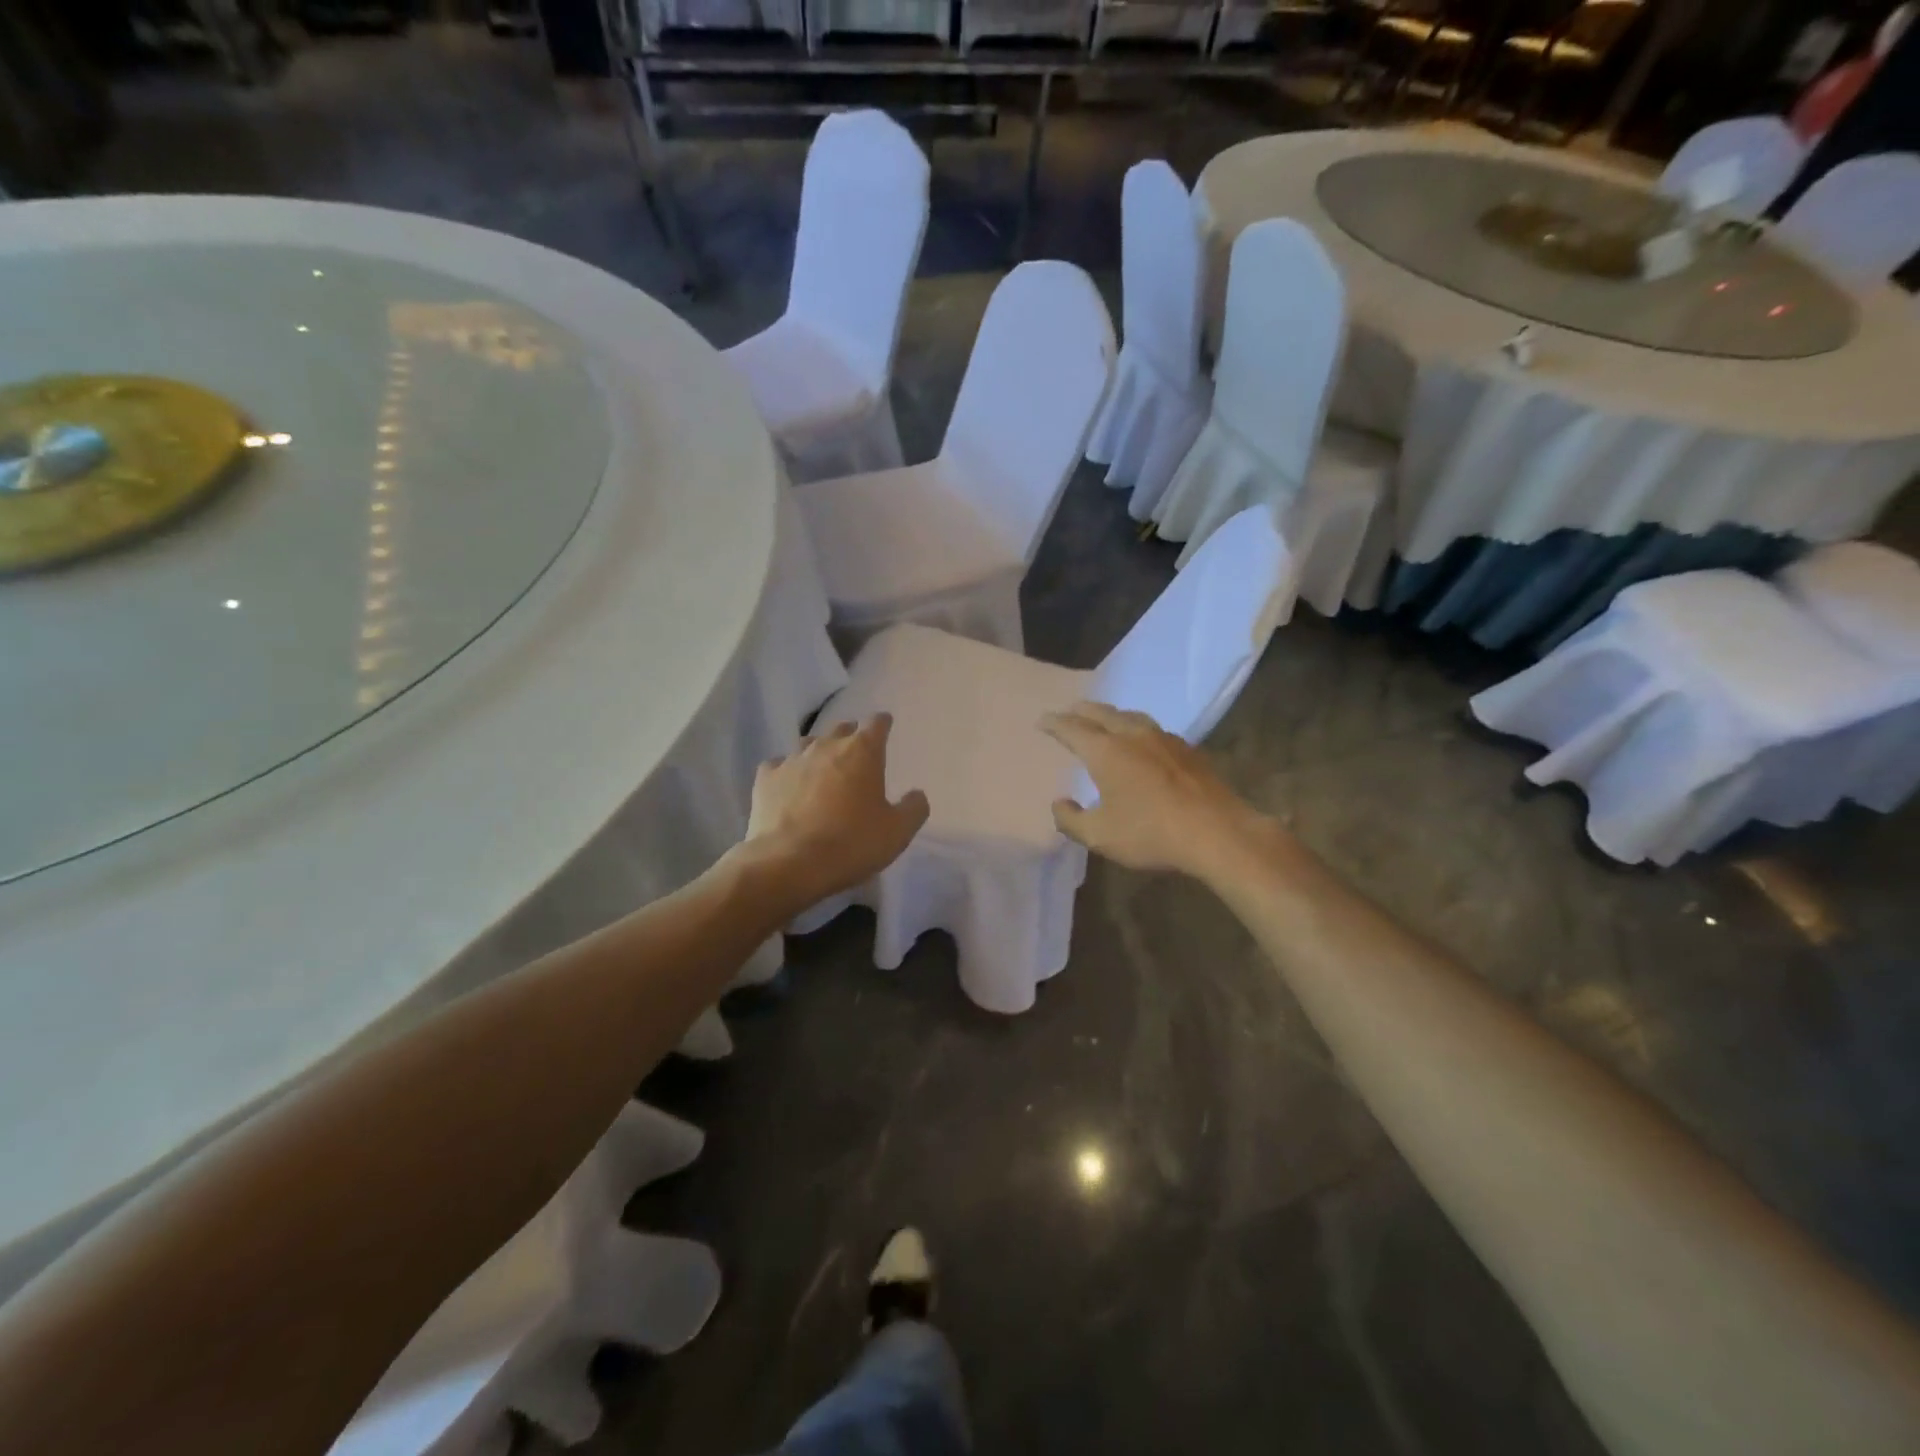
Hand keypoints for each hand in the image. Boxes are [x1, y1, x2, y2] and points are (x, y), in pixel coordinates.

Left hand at [744, 715, 929, 912]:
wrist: (789, 862)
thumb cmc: (851, 843)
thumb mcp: (898, 832)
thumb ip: (913, 808)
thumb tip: (916, 795)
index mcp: (863, 751)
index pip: (877, 723)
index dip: (882, 725)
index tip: (885, 728)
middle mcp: (827, 745)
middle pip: (842, 729)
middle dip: (851, 738)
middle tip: (857, 758)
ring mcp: (792, 759)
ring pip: (809, 744)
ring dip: (819, 753)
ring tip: (823, 772)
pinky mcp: (766, 777)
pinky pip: (780, 765)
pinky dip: (788, 773)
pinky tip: (789, 788)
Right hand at [1039, 702, 1271, 880]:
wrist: (1217, 833)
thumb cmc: (1151, 833)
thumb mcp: (1100, 836)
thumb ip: (1071, 820)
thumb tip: (1059, 804)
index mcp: (1106, 751)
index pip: (1072, 728)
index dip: (1054, 723)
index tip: (1042, 721)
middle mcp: (1133, 735)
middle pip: (1101, 713)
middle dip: (1081, 711)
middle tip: (1069, 712)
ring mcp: (1164, 739)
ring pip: (1130, 716)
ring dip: (1110, 715)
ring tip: (1103, 719)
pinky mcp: (1188, 750)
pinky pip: (1152, 729)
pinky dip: (1135, 728)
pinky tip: (1141, 740)